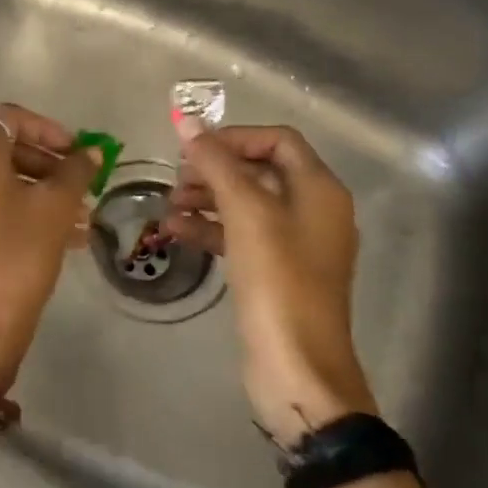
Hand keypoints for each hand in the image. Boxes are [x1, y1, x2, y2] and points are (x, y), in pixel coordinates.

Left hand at [0, 103, 99, 395]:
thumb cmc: (19, 254)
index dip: (46, 128)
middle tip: (83, 186)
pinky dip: (26, 211)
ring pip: (4, 182)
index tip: (76, 152)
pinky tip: (65, 238)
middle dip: (50, 163)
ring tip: (82, 217)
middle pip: (7, 150)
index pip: (9, 118)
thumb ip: (76, 171)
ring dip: (44, 191)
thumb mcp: (56, 208)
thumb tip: (91, 152)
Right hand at [162, 125, 375, 441]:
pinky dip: (209, 228)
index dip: (234, 138)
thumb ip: (216, 163)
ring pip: (245, 203)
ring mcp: (294, 244)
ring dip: (206, 198)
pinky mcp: (274, 271)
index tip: (193, 151)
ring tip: (168, 207)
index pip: (277, 140)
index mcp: (319, 189)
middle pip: (258, 170)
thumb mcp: (246, 213)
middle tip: (175, 180)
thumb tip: (186, 120)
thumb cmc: (277, 280)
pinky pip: (239, 235)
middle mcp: (312, 210)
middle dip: (214, 170)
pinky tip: (176, 232)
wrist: (296, 366)